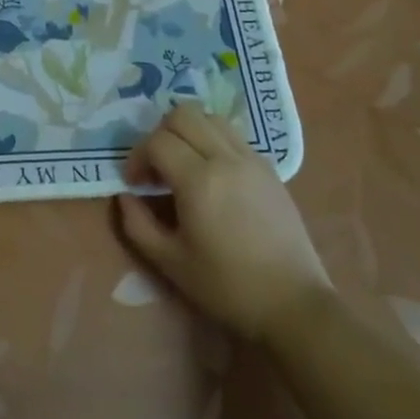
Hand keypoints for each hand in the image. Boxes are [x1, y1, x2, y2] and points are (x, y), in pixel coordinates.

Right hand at [114, 103, 330, 341]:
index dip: (137, 157)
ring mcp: (252, 160)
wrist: (293, 304)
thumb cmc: (227, 286)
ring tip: (182, 165)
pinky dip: (212, 141)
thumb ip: (137, 224)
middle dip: (160, 134)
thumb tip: (125, 195)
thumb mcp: (169, 262)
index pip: (157, 141)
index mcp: (199, 181)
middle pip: (183, 114)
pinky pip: (232, 135)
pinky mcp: (269, 168)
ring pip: (210, 117)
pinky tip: (210, 175)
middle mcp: (226, 159)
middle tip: (156, 167)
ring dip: (188, 132)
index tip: (134, 183)